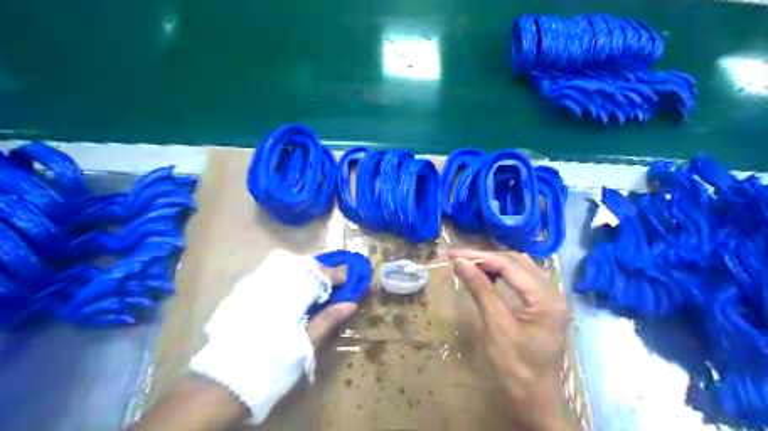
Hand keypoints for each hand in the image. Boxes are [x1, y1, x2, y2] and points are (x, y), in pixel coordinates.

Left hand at [181, 250, 362, 427]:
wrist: (227, 380)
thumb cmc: (274, 362)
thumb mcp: (305, 343)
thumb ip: (328, 319)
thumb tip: (351, 303)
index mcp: (290, 295)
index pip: (318, 274)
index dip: (334, 275)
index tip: (345, 281)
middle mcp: (272, 283)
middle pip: (301, 264)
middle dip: (318, 270)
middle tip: (328, 284)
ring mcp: (254, 285)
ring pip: (283, 264)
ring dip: (300, 270)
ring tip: (310, 285)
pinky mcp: (242, 291)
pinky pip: (267, 272)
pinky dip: (283, 274)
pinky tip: (287, 290)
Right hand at [448, 249, 571, 430]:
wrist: (534, 400)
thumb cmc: (515, 367)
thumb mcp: (496, 325)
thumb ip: (480, 289)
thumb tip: (460, 263)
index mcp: (546, 298)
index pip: (510, 265)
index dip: (479, 257)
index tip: (453, 254)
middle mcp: (553, 292)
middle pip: (517, 262)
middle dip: (486, 258)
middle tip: (459, 259)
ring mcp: (550, 299)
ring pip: (521, 268)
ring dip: (495, 263)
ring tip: (470, 265)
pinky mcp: (543, 306)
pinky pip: (523, 279)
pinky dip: (504, 274)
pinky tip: (488, 276)